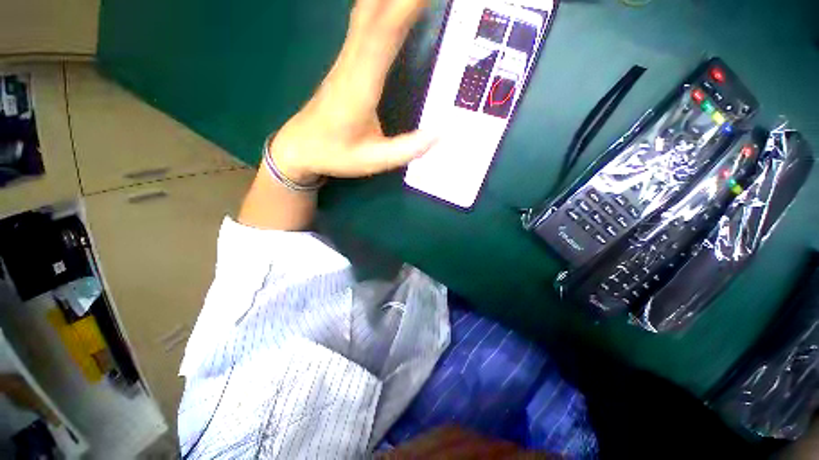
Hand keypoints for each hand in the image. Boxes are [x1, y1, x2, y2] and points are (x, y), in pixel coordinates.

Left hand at [269, 0, 436, 183]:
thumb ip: (405, 149)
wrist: (300, 147)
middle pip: (374, 10)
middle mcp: (352, 63)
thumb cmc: (335, 154)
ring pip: (366, 10)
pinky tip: (391, 3)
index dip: (407, 6)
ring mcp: (346, 59)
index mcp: (360, 85)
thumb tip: (439, 134)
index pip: (384, 33)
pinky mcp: (346, 61)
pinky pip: (364, 21)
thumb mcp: (373, 161)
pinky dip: (380, 4)